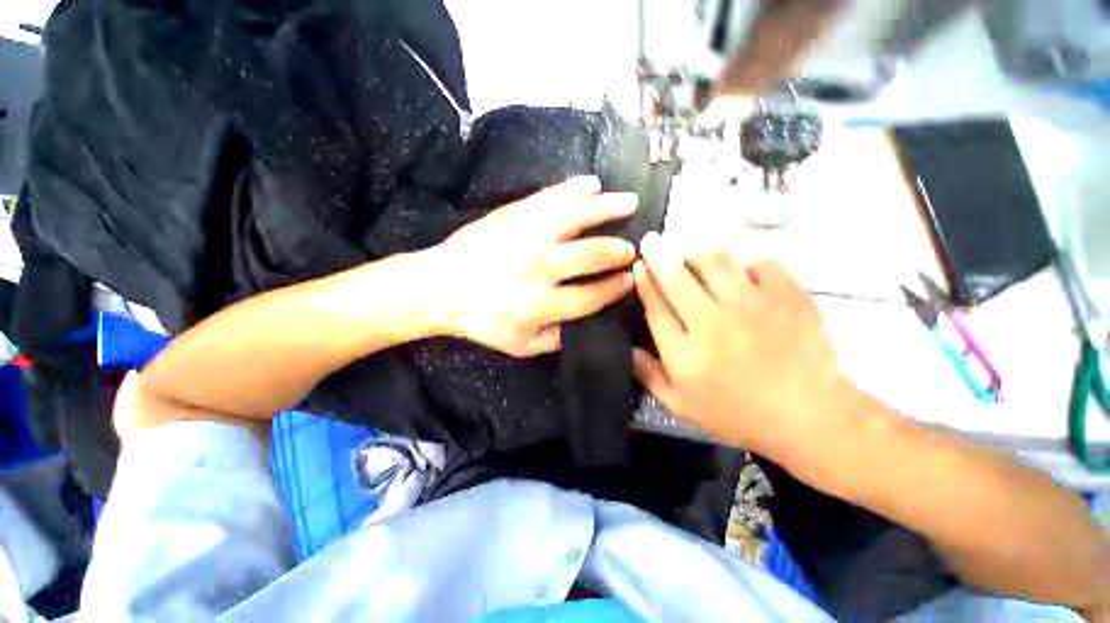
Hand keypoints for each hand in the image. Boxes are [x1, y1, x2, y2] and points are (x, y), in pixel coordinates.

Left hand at [427, 176, 637, 357]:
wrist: (440, 286)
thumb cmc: (481, 319)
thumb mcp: (520, 345)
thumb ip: (556, 338)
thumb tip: (586, 323)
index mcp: (541, 303)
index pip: (592, 294)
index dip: (616, 287)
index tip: (630, 280)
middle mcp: (538, 266)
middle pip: (591, 254)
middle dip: (618, 251)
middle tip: (632, 248)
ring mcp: (526, 234)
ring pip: (576, 216)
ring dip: (607, 208)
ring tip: (629, 202)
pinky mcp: (513, 213)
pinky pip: (551, 195)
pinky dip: (575, 188)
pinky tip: (593, 184)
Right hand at [631, 232, 850, 461]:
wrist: (809, 417)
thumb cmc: (738, 414)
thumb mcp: (682, 406)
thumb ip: (649, 376)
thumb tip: (628, 349)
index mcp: (685, 353)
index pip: (655, 307)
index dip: (644, 282)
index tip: (639, 266)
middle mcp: (713, 323)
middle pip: (677, 278)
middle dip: (658, 255)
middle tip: (652, 241)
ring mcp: (753, 307)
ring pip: (716, 263)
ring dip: (697, 254)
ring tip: (692, 256)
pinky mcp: (787, 298)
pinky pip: (761, 264)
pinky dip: (746, 263)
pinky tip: (742, 272)